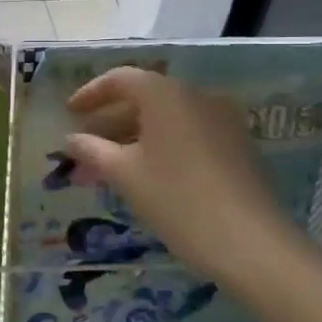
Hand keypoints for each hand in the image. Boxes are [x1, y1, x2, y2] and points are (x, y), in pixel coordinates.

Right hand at [64, 67, 310, 290]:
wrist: (251, 243)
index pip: (120, 78)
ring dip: (134, 134)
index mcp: (166, 94)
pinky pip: (188, 132)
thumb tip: (71, 139)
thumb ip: (93, 150)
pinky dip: (161, 144)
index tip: (69, 113)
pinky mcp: (237, 145)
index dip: (91, 93)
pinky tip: (146, 173)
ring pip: (167, 117)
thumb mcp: (125, 174)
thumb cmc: (177, 199)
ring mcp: (222, 120)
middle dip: (110, 119)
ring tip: (109, 164)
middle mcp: (196, 96)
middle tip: (85, 144)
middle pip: (145, 96)